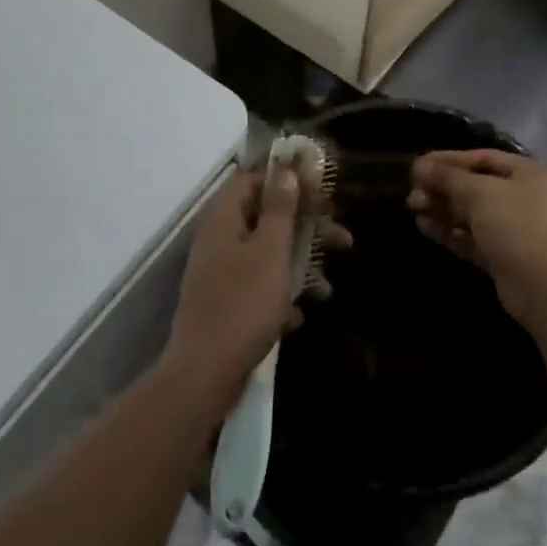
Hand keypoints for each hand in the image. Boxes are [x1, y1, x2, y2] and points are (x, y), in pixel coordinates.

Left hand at [164, 169, 347, 398]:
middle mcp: (218, 243)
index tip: (318, 189)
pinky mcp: (225, 306)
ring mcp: (220, 276)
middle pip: (265, 220)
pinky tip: (300, 316)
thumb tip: (286, 172)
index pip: (250, 181)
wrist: (206, 373)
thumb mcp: (270, 250)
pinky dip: (280, 297)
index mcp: (224, 221)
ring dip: (298, 266)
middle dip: (304, 229)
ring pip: (266, 257)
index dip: (283, 180)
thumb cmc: (244, 302)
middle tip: (341, 239)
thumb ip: (280, 210)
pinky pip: (258, 290)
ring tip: (327, 289)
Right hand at [407, 151, 546, 323]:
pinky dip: (450, 231)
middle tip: (412, 189)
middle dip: (443, 187)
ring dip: (443, 208)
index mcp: (532, 173)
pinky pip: (473, 237)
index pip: (484, 158)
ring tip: (412, 206)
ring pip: (473, 213)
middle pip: (477, 186)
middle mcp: (528, 197)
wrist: (544, 288)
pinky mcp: (505, 256)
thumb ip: (448, 177)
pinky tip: (423, 226)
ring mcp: (517, 229)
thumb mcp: (479, 193)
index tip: (419, 164)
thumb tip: (420, 165)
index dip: (450, 159)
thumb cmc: (516, 225)